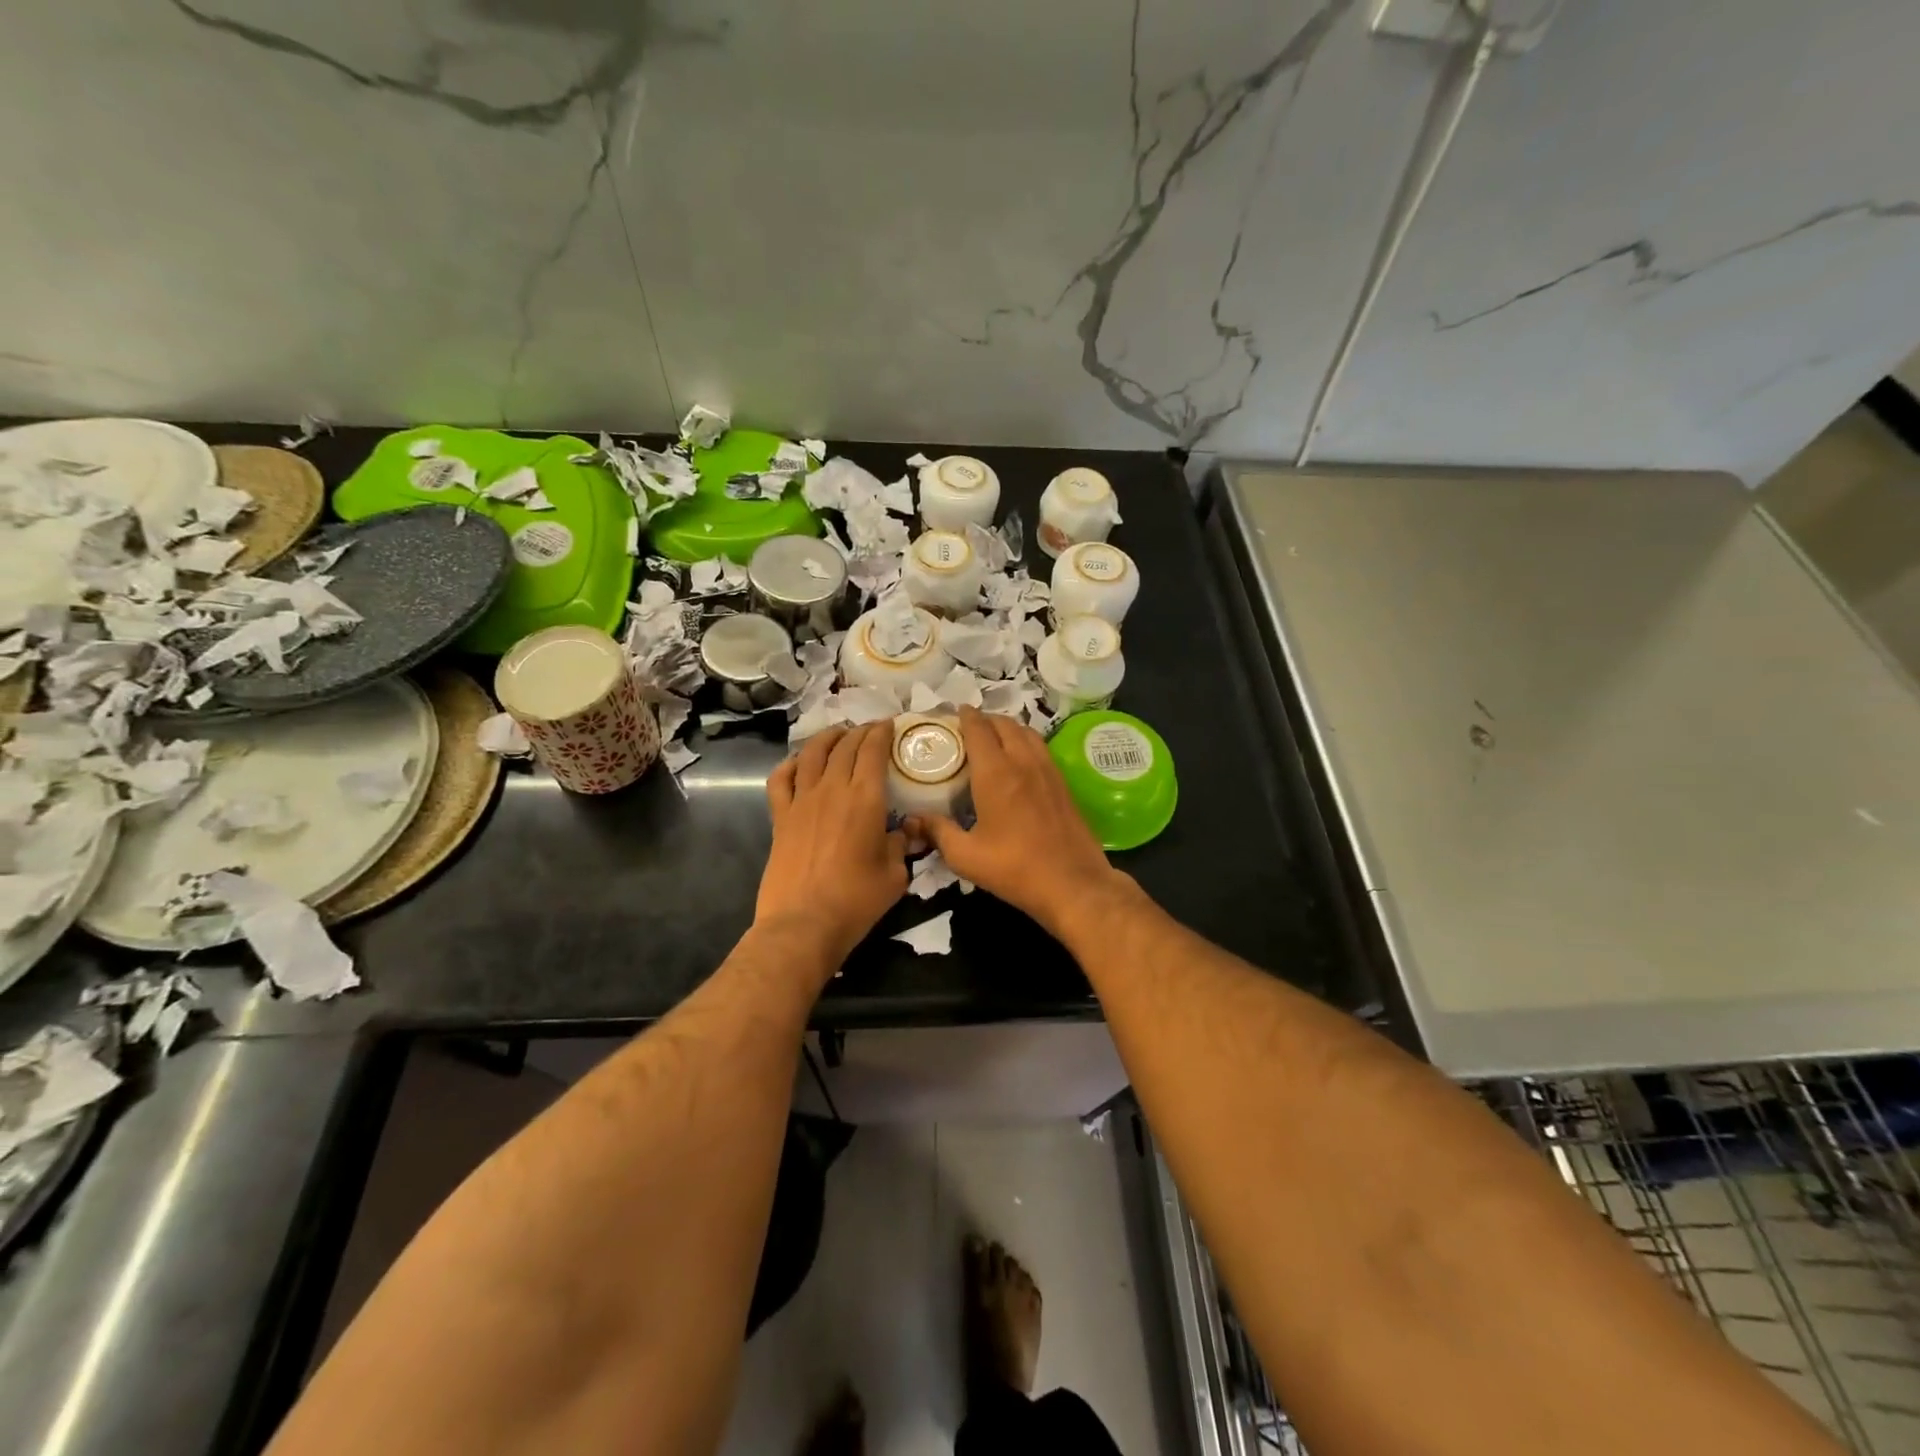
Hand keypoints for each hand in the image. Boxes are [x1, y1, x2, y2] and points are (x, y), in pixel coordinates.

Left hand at [758, 722, 907, 968]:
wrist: (803, 923)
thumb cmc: (856, 901)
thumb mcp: (895, 875)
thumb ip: (900, 845)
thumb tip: (905, 831)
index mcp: (865, 799)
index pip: (873, 751)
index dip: (882, 733)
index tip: (889, 724)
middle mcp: (832, 790)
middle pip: (845, 747)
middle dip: (860, 732)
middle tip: (871, 729)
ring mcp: (802, 801)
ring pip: (812, 754)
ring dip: (828, 738)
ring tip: (838, 734)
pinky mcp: (780, 817)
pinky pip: (781, 779)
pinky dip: (791, 764)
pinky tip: (799, 763)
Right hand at [911, 707, 1132, 938]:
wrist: (1073, 883)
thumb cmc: (1015, 869)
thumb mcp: (966, 857)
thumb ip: (938, 833)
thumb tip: (912, 819)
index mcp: (996, 774)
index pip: (978, 729)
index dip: (965, 716)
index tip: (953, 713)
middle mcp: (1023, 762)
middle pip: (1004, 724)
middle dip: (985, 718)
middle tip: (967, 727)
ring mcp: (1047, 770)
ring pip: (1026, 732)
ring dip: (1007, 726)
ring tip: (992, 737)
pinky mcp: (1063, 783)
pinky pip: (1041, 747)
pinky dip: (1025, 740)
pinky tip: (1018, 758)